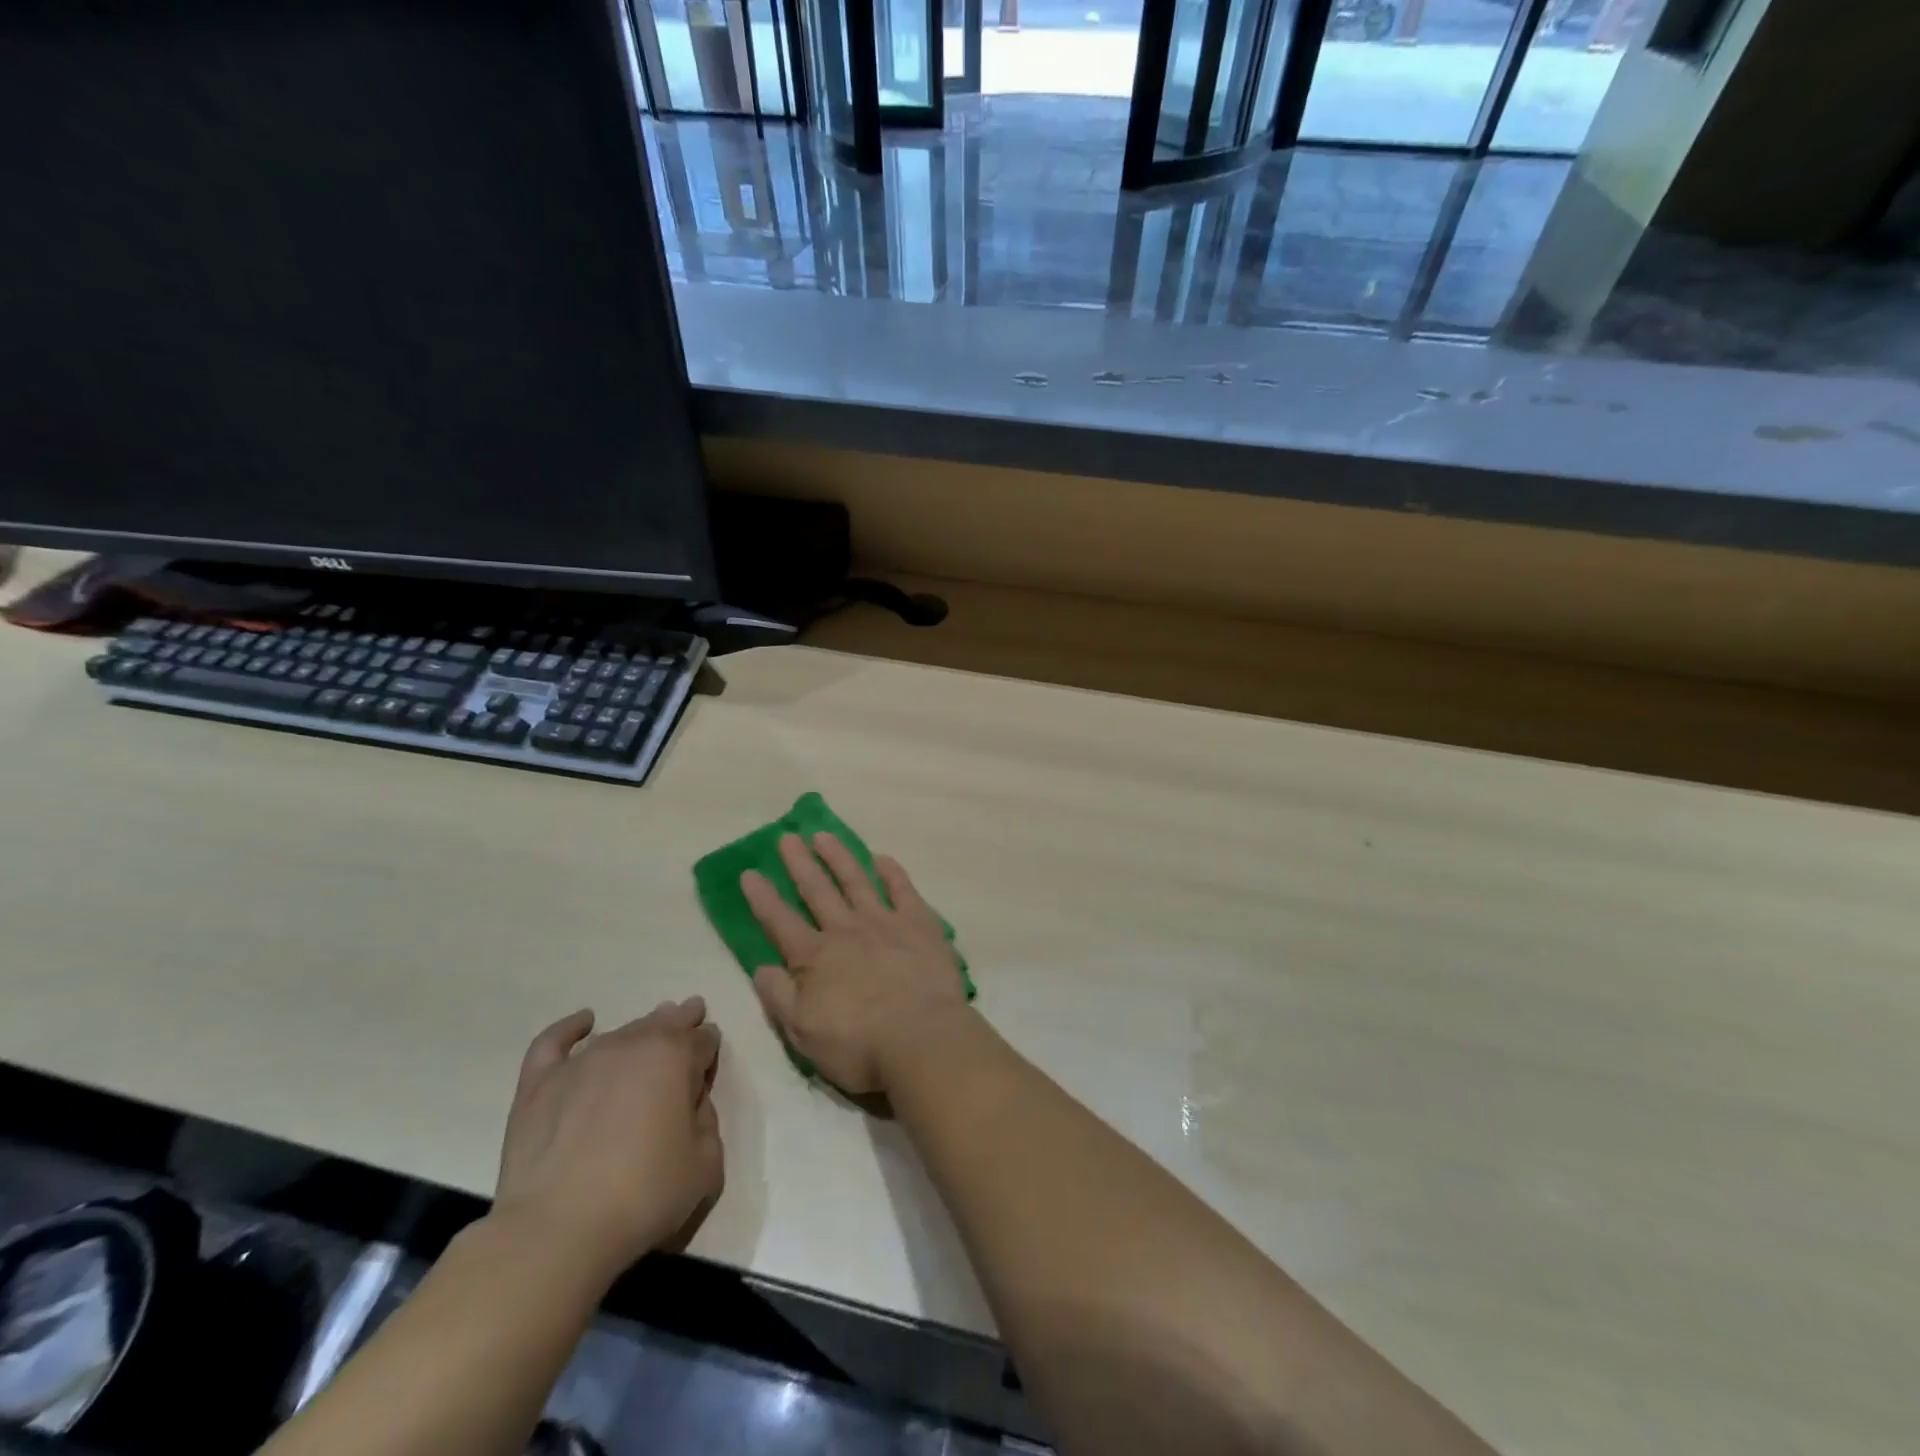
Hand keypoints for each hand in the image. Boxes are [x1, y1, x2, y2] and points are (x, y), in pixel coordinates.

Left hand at [494, 999, 722, 1281]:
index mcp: (676, 1058)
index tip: (708, 1066)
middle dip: (681, 1021)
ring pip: (621, 1031)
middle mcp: (631, 1045)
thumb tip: (691, 1106)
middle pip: (665, 1023)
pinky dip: (571, 1027)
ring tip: (648, 1030)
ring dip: (641, 1029)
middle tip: (689, 1019)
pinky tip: (584, 1022)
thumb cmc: (643, 1194)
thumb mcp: (706, 1165)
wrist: (556, 1229)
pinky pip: (555, 1041)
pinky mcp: (540, 1083)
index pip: (704, 1040)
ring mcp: (582, 1060)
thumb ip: (708, 1124)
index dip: (709, 1051)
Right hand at [741, 833, 970, 1094]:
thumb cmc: (859, 1044)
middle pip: (817, 890)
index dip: (763, 898)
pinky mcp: (919, 924)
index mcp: (815, 958)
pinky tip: (881, 859)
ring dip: (838, 857)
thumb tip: (760, 968)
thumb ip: (779, 997)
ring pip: (856, 881)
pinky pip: (902, 889)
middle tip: (787, 837)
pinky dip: (891, 872)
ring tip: (823, 835)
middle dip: (799, 864)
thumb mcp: (804, 1032)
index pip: (780, 922)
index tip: (749, 872)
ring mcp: (884, 922)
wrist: (921, 1038)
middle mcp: (846, 931)